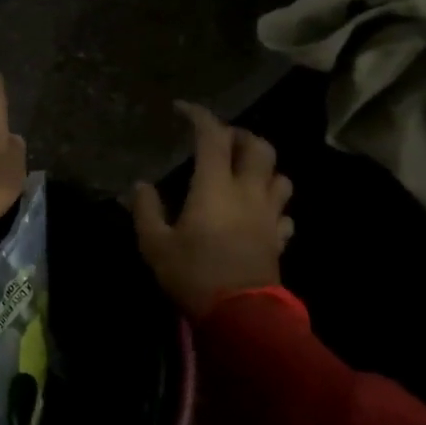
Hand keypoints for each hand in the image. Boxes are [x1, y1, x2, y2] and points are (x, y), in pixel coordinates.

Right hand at [133, 102, 295, 321]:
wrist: (241, 315)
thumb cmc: (193, 273)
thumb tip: (142, 185)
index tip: (182, 109)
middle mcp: (248, 192)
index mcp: (215, 186)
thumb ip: (146, 209)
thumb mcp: (154, 243)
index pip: (212, 137)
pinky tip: (257, 213)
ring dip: (263, 167)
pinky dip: (272, 204)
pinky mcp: (279, 239)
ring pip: (280, 176)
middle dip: (240, 135)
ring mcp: (269, 215)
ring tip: (243, 172)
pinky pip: (283, 212)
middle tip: (219, 140)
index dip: (198, 116)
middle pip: (259, 147)